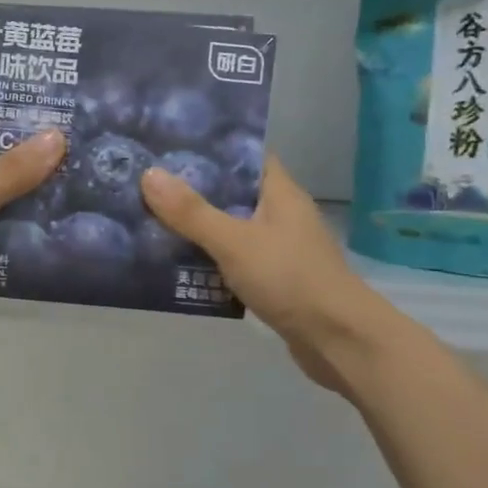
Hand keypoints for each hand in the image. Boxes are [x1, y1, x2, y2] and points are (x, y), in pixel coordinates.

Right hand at [140, 157, 384, 389]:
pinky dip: (211, 260)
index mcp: (280, 193)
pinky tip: (179, 265)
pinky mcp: (276, 280)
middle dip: (194, 191)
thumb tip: (149, 174)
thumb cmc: (290, 279)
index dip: (212, 149)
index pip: (246, 156)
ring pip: (232, 229)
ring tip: (152, 221)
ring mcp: (281, 249)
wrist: (339, 340)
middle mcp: (282, 215)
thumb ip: (191, 212)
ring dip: (199, 228)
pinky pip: (235, 260)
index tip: (171, 147)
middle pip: (233, 193)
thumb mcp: (234, 242)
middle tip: (148, 185)